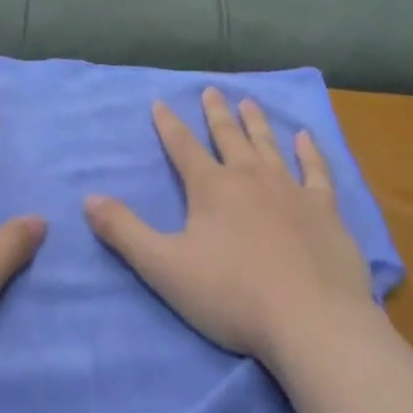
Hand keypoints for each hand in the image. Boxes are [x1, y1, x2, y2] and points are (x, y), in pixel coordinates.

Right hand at [85, 88, 373, 363]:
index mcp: (211, 188)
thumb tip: (88, 199)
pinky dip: (309, 152)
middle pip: (228, 137)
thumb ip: (125, 232)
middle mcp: (250, 178)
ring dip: (256, 123)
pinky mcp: (324, 211)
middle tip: (211, 90)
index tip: (160, 102)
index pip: (183, 147)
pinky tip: (306, 138)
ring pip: (269, 146)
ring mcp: (291, 190)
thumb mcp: (164, 267)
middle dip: (216, 114)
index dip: (168, 125)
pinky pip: (315, 171)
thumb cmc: (232, 296)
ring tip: (249, 101)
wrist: (312, 322)